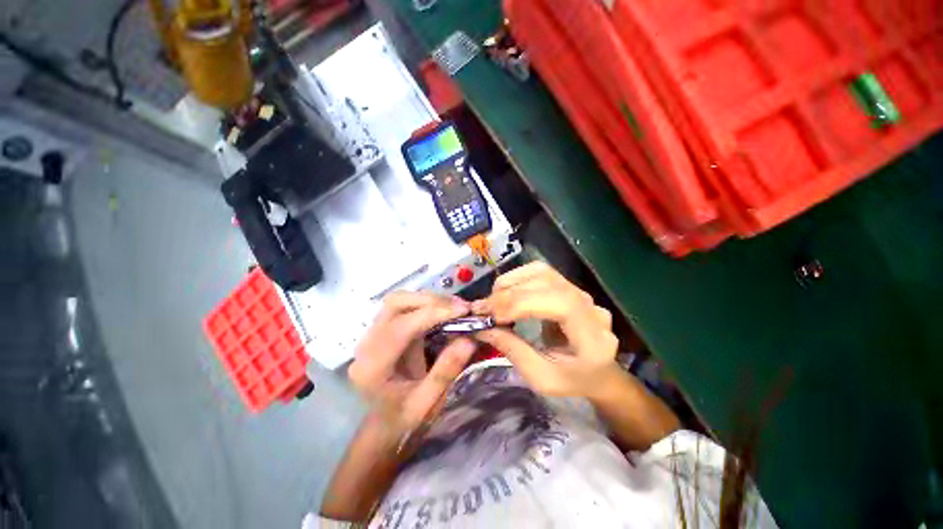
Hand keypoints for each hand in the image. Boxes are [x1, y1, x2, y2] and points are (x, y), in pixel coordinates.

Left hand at [349, 292, 475, 435]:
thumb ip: (446, 371)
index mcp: (373, 367)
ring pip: (399, 300)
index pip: (401, 327)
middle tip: (460, 307)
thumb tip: (469, 339)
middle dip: (430, 301)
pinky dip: (426, 304)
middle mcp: (367, 344)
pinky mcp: (383, 329)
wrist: (383, 424)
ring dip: (429, 300)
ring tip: (454, 308)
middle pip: (395, 304)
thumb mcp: (427, 403)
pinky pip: (404, 307)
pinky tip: (443, 311)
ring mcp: (372, 334)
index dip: (433, 314)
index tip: (463, 310)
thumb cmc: (403, 419)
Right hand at [472, 262, 618, 398]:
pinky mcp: (567, 286)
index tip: (491, 316)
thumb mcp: (542, 378)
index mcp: (592, 335)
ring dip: (511, 283)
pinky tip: (506, 292)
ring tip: (493, 301)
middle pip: (547, 283)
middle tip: (482, 309)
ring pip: (541, 272)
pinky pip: (540, 272)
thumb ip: (513, 351)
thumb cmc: (572, 381)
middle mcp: (589, 305)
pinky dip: (517, 279)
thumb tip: (482, 328)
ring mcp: (580, 292)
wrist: (598, 372)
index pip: (559, 303)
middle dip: (509, 294)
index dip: (521, 304)